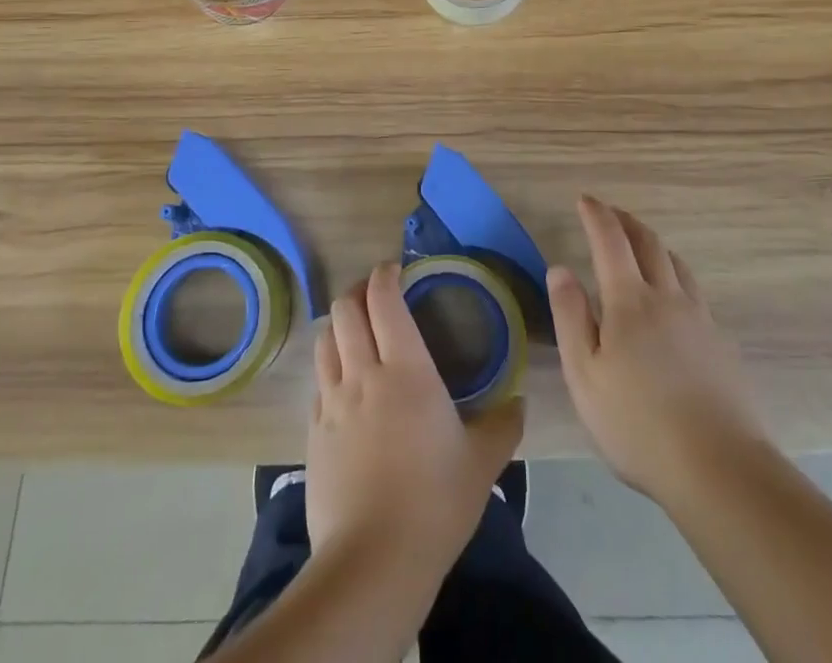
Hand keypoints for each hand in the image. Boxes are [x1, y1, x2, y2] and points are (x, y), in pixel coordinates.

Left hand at [306, 261, 523, 578]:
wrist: (373, 562)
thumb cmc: (435, 502)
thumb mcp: (482, 463)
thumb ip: (504, 425)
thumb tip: (519, 402)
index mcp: (405, 369)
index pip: (383, 299)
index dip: (384, 275)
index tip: (395, 269)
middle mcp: (363, 373)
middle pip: (345, 310)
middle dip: (358, 292)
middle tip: (376, 296)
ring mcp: (331, 403)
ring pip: (325, 340)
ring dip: (339, 326)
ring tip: (356, 332)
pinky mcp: (312, 433)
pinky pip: (317, 382)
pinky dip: (329, 368)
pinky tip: (343, 385)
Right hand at [549, 196, 767, 505]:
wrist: (720, 469)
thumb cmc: (638, 424)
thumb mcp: (585, 375)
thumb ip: (570, 316)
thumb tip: (560, 268)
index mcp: (629, 301)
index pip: (610, 241)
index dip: (596, 215)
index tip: (585, 199)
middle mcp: (668, 298)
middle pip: (649, 244)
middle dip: (627, 222)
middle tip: (610, 213)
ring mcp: (700, 320)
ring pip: (677, 265)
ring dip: (655, 246)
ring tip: (641, 248)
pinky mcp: (721, 345)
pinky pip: (695, 293)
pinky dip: (676, 277)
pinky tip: (673, 301)